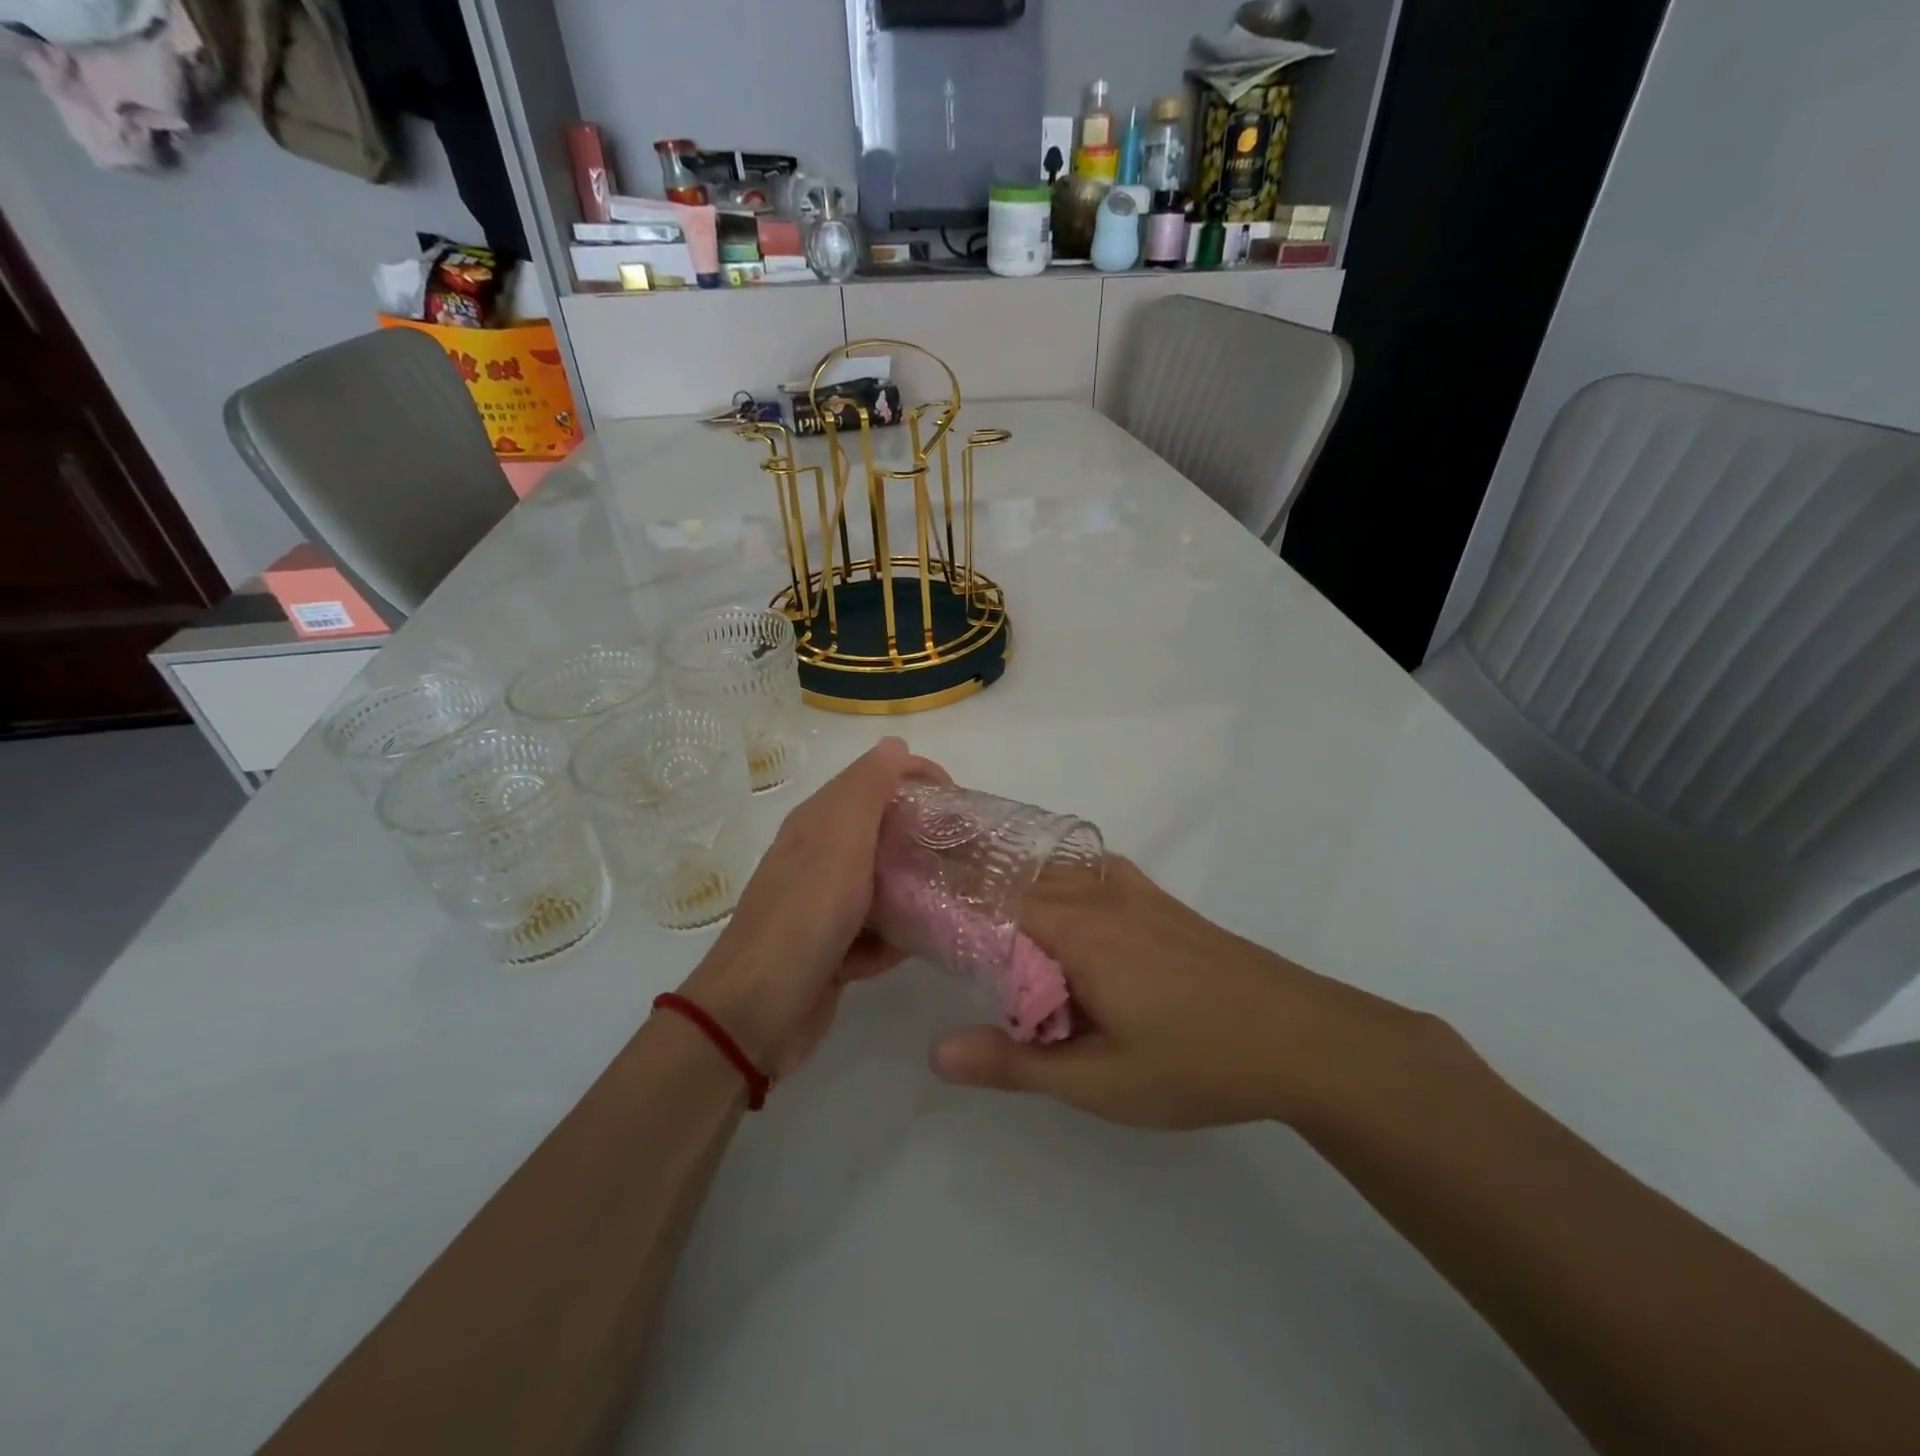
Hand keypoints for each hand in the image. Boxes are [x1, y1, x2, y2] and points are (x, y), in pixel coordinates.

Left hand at [678, 737, 945, 1077]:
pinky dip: (890, 940)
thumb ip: (867, 790)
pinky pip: (877, 930)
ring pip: (885, 884)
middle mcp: (822, 855)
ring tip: (947, 906)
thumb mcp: (840, 842)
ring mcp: (826, 903)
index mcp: (820, 821)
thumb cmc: (805, 917)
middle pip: (885, 833)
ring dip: (912, 896)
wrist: (756, 1012)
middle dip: (923, 842)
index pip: (876, 779)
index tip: (959, 801)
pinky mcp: (833, 946)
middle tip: (965, 855)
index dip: (918, 779)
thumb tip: (895, 744)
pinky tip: (901, 953)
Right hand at [931, 856, 1423, 1129]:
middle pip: (1017, 869)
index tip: (903, 899)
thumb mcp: (1100, 1080)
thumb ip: (1015, 1063)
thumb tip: (936, 1052)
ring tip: (971, 889)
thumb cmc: (1196, 1061)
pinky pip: (1087, 870)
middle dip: (969, 877)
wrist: (1301, 1036)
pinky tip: (1049, 899)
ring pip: (1053, 866)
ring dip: (1009, 872)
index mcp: (1076, 928)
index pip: (990, 893)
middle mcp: (1098, 893)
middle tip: (925, 897)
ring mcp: (1132, 890)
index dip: (944, 892)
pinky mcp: (1157, 901)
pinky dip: (1051, 874)